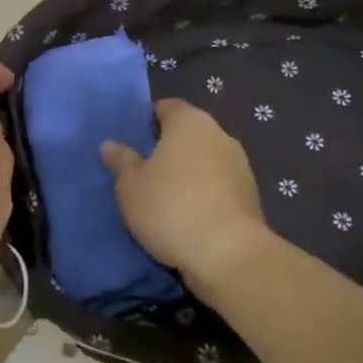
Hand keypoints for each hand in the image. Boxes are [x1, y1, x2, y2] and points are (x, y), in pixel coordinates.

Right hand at [100, 98, 271, 291]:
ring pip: (205, 161)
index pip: (167, 107)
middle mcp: (220, 135)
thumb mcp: (130, 186)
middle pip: (189, 133)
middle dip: (168, 147)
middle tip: (143, 169)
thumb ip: (121, 161)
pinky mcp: (251, 197)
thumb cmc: (171, 207)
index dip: (148, 118)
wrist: (229, 255)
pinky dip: (204, 194)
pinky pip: (219, 186)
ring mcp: (241, 166)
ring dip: (188, 173)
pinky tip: (187, 216)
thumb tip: (111, 144)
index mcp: (190, 122)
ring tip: (164, 196)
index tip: (133, 138)